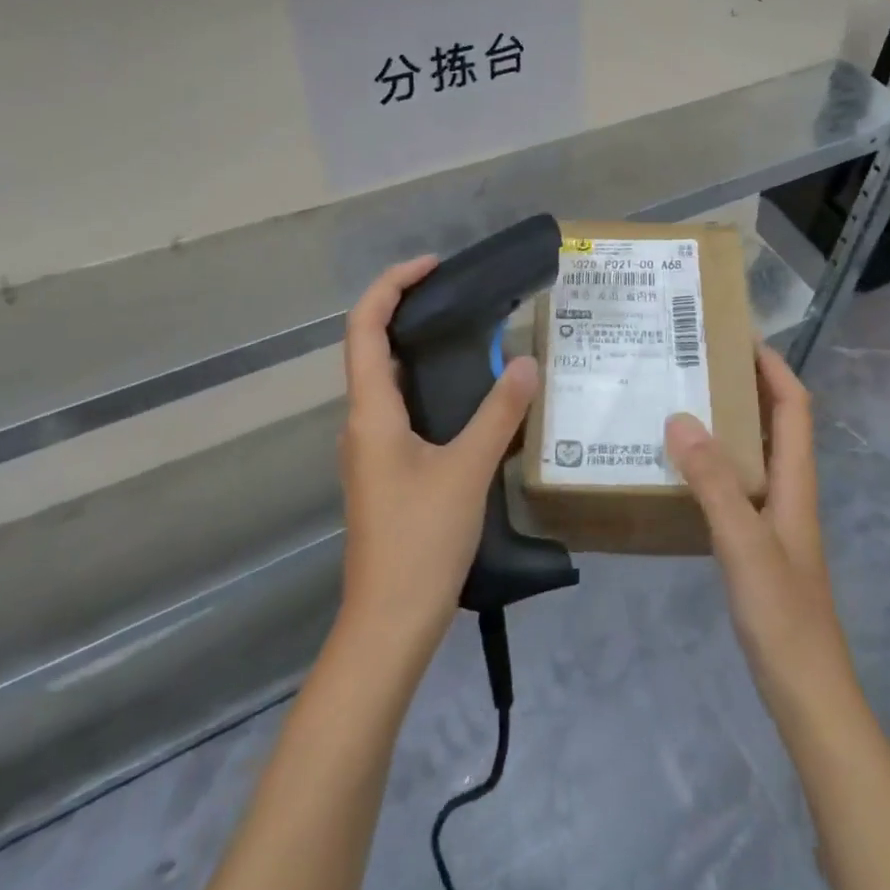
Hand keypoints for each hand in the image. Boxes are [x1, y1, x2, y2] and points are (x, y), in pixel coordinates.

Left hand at [338, 257, 540, 654]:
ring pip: (389, 381)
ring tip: (472, 337)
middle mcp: (363, 422)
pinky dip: (430, 387)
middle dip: (408, 310)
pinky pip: (403, 411)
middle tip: (460, 295)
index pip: (364, 326)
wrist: (389, 623)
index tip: (433, 266)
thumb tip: (526, 362)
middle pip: (373, 346)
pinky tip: (470, 399)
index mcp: (371, 412)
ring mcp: (372, 450)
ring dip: (421, 350)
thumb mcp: (467, 470)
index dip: (391, 285)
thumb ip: (499, 413)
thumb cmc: (420, 540)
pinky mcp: (387, 472)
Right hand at [665, 345, 856, 726]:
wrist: (808, 696)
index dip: (773, 367)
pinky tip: (679, 472)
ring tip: (680, 404)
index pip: (793, 407)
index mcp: (796, 483)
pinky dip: (713, 466)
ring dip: (727, 424)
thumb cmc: (783, 617)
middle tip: (696, 364)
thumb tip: (680, 418)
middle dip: (745, 386)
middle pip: (775, 424)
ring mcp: (774, 521)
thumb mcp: (744, 544)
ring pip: (753, 454)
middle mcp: (789, 493)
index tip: (739, 335)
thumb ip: (714, 482)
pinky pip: (735, 487)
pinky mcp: (757, 546)